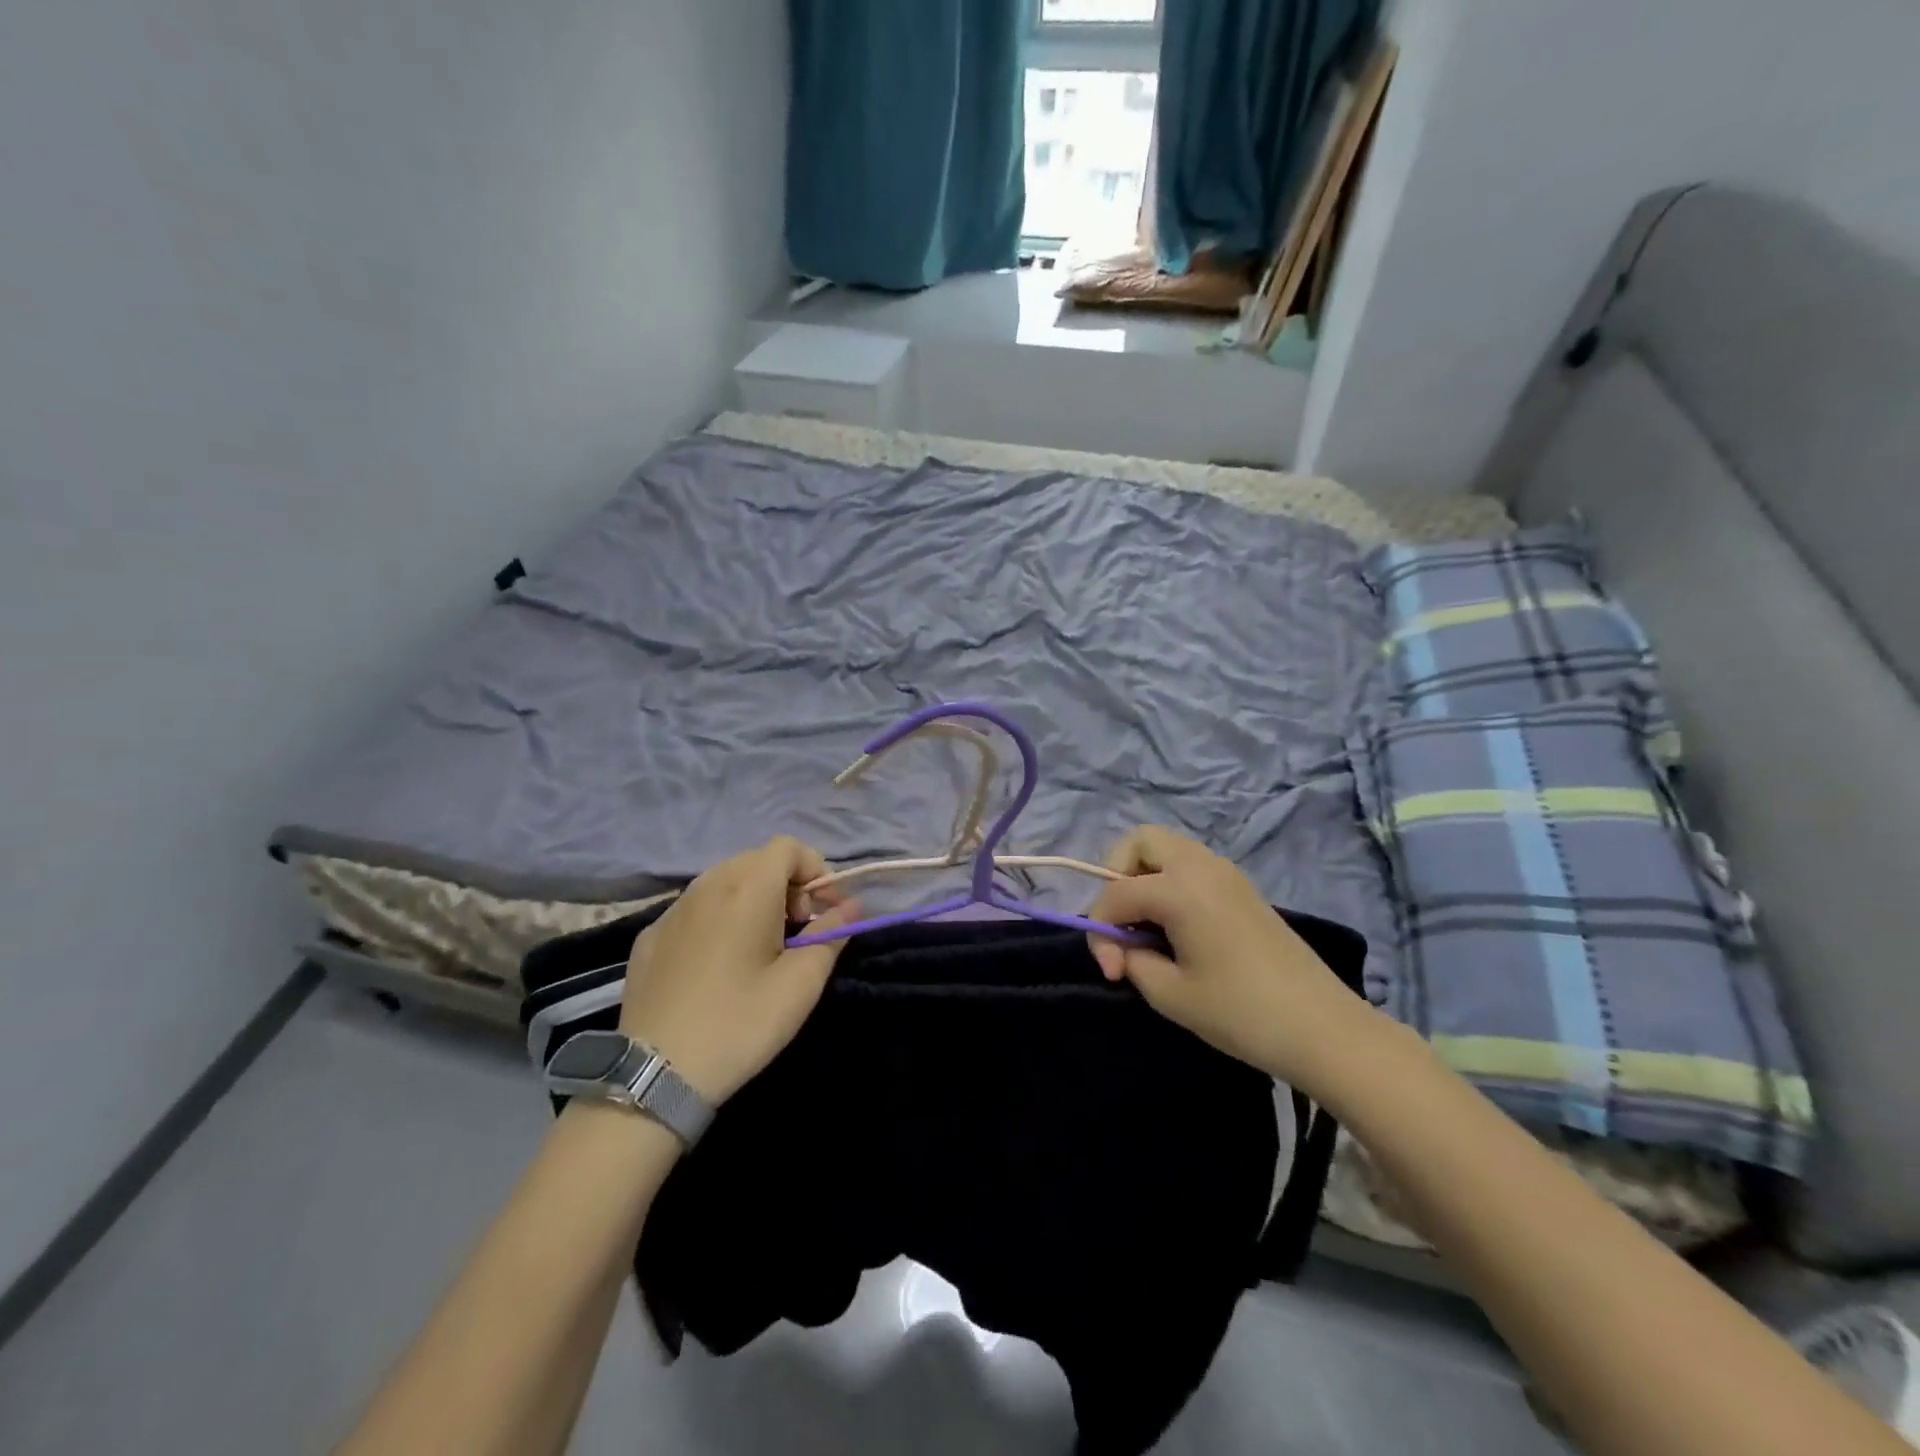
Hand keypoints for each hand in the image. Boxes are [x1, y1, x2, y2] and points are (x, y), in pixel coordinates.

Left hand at [618, 837, 860, 1104]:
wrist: (654, 1075)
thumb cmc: (740, 1022)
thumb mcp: (801, 983)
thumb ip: (832, 935)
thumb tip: (852, 906)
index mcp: (748, 886)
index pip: (789, 847)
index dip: (815, 871)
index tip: (824, 913)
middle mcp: (707, 884)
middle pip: (757, 860)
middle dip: (787, 885)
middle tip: (797, 932)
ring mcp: (672, 909)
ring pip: (724, 881)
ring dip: (753, 899)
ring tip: (760, 948)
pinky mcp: (650, 936)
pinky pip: (696, 909)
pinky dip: (718, 919)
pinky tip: (717, 965)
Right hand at [1084, 826, 1370, 1092]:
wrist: (1323, 1028)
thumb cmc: (1241, 1012)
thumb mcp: (1169, 994)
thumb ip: (1131, 960)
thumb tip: (1122, 948)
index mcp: (1180, 888)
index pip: (1115, 893)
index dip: (1100, 931)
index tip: (1111, 972)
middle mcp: (1200, 866)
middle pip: (1140, 843)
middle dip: (1116, 876)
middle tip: (1121, 922)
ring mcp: (1225, 872)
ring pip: (1167, 849)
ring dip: (1143, 877)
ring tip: (1145, 925)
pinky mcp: (1241, 887)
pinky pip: (1190, 865)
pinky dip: (1169, 882)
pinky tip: (1175, 926)